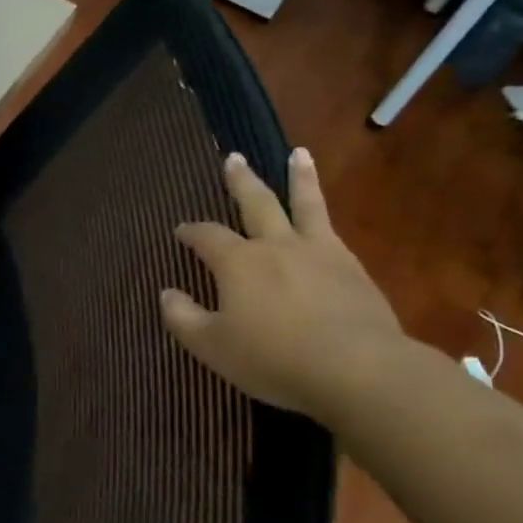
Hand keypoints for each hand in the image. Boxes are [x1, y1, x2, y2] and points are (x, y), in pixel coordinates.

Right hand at [159, 148, 405, 419]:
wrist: (356, 369)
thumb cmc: (273, 358)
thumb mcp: (212, 346)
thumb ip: (183, 317)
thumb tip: (166, 293)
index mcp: (238, 262)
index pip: (207, 236)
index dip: (192, 231)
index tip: (181, 230)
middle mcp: (277, 246)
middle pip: (256, 203)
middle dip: (241, 181)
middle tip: (234, 158)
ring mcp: (320, 253)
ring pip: (306, 205)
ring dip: (300, 177)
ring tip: (299, 154)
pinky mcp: (353, 269)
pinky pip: (332, 232)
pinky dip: (324, 218)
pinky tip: (325, 222)